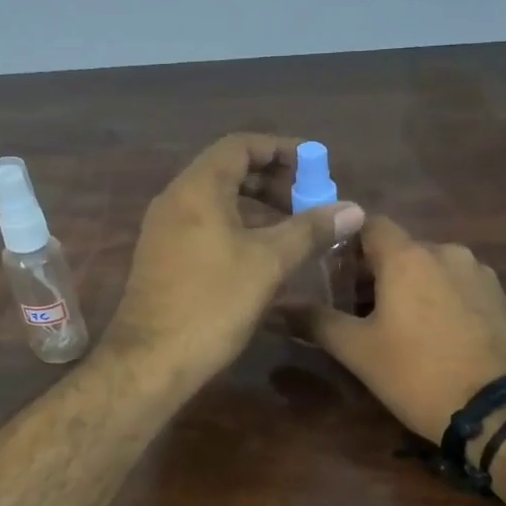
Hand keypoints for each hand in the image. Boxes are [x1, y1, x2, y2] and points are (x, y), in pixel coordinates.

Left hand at [108, 134, 362, 388]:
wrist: (152, 360)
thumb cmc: (213, 303)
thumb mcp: (269, 263)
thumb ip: (311, 230)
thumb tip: (353, 208)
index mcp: (197, 188)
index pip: (241, 145)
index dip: (282, 149)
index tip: (316, 165)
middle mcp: (175, 200)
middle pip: (228, 171)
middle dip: (273, 181)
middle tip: (309, 202)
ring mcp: (164, 231)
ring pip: (217, 203)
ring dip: (257, 208)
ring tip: (293, 230)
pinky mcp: (163, 259)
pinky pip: (205, 227)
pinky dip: (238, 229)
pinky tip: (263, 258)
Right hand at [300, 216, 505, 439]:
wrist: (494, 410)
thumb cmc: (416, 374)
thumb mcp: (357, 351)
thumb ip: (316, 322)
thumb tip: (278, 307)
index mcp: (408, 257)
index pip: (370, 224)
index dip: (347, 243)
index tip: (332, 273)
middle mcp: (446, 252)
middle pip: (400, 249)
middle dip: (375, 272)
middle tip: (356, 310)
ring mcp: (478, 273)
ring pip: (431, 267)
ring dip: (410, 286)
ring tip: (397, 326)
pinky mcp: (500, 297)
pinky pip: (458, 285)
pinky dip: (440, 298)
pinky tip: (435, 334)